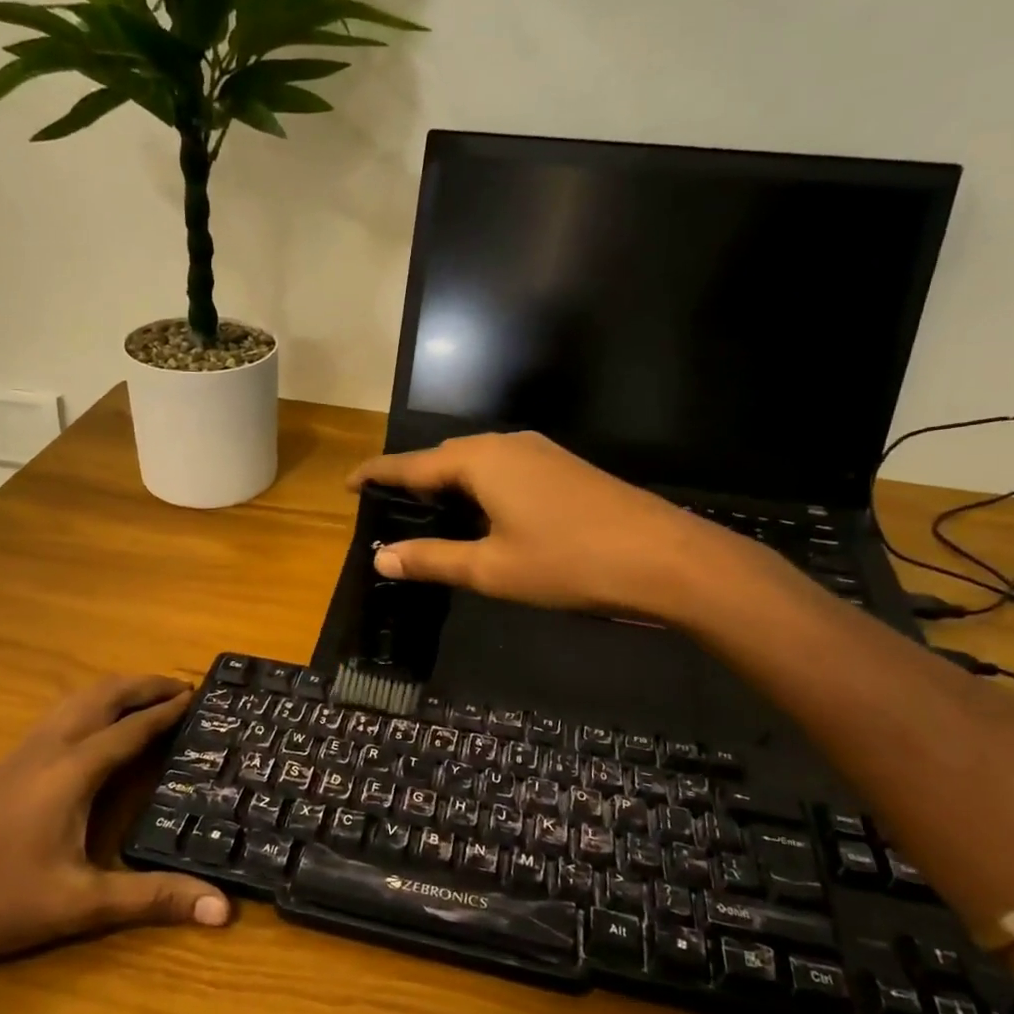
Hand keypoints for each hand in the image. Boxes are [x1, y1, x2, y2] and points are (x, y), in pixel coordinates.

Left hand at [0, 675, 228, 969]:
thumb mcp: (81, 904)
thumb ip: (153, 899)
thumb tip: (223, 910)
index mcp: (73, 770)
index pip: (132, 729)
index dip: (167, 711)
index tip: (199, 695)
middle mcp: (50, 748)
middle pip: (103, 696)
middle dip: (144, 685)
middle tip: (181, 685)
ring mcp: (22, 752)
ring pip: (76, 700)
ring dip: (116, 690)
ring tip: (146, 695)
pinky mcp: (4, 765)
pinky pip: (59, 714)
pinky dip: (90, 704)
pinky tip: (91, 726)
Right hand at [349, 432, 740, 618]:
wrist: (664, 558)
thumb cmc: (568, 562)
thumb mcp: (491, 569)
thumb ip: (433, 561)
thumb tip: (382, 559)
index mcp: (481, 461)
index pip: (413, 465)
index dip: (378, 475)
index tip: (348, 484)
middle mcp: (507, 445)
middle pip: (445, 458)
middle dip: (413, 479)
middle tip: (388, 507)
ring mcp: (541, 453)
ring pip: (478, 463)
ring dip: (448, 485)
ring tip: (428, 514)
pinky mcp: (564, 469)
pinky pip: (504, 471)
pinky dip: (479, 489)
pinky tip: (482, 516)